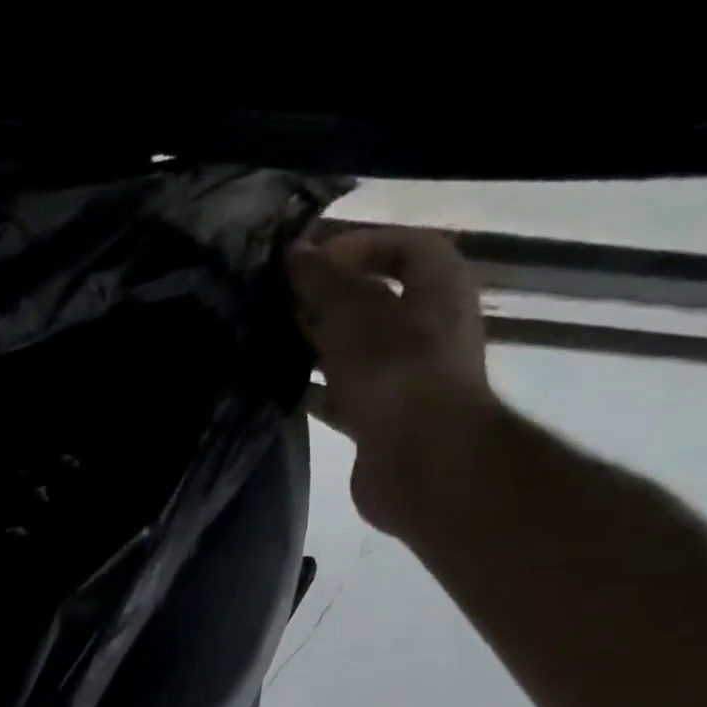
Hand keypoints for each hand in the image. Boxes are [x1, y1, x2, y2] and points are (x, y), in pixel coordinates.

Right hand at [287, 227, 499, 531]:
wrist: (422, 461)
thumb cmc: (397, 373)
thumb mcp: (354, 314)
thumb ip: (323, 282)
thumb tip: (294, 254)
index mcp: (437, 288)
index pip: (403, 246)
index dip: (357, 245)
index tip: (308, 259)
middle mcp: (426, 328)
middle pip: (372, 301)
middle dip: (325, 299)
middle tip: (277, 301)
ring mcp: (402, 377)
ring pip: (351, 350)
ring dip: (313, 347)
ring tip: (268, 342)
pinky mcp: (378, 419)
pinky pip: (339, 394)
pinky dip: (312, 390)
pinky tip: (276, 389)